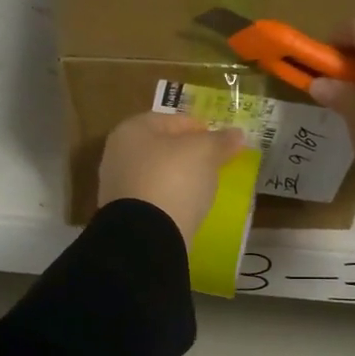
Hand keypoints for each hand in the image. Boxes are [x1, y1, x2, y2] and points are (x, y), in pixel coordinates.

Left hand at [97, 111, 247, 243]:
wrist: (146, 235)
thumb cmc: (173, 179)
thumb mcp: (204, 153)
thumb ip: (220, 141)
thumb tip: (237, 134)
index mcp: (132, 129)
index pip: (172, 120)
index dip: (200, 128)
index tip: (221, 144)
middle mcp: (118, 154)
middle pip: (162, 148)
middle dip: (188, 154)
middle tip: (215, 165)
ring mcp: (117, 186)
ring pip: (156, 174)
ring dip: (179, 178)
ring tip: (204, 188)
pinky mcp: (123, 215)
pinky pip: (154, 199)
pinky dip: (170, 200)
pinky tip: (187, 208)